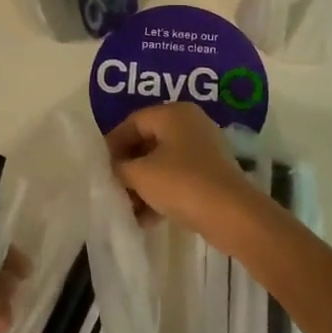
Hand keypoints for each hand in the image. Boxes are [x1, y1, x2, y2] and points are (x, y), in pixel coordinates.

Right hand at [105, 102, 266, 245]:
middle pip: (147, 142)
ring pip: (162, 163)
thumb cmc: (182, 183)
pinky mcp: (211, 175)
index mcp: (173, 113)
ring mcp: (203, 150)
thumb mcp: (140, 174)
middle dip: (127, 168)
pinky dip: (160, 194)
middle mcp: (190, 124)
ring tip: (127, 209)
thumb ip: (119, 167)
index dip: (112, 144)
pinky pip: (177, 178)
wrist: (232, 215)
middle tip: (111, 188)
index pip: (132, 122)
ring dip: (142, 185)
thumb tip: (112, 168)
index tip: (99, 168)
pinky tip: (145, 219)